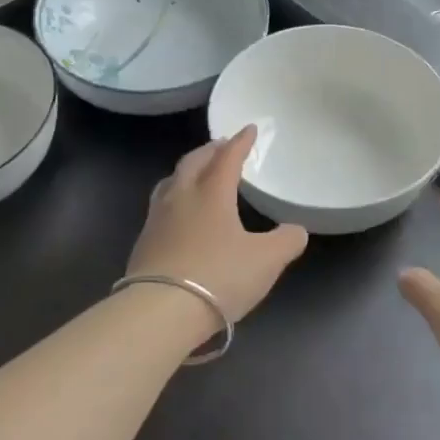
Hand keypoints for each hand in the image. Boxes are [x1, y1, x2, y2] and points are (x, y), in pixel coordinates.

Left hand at [127, 126, 308, 324]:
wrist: (160, 311)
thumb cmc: (218, 276)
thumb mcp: (266, 261)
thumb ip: (286, 241)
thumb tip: (295, 230)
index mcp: (212, 192)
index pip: (227, 158)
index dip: (240, 142)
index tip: (249, 129)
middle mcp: (181, 197)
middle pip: (193, 162)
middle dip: (210, 150)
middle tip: (222, 146)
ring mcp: (157, 219)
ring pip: (171, 182)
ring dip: (187, 172)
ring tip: (196, 173)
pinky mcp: (143, 242)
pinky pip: (160, 207)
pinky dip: (174, 198)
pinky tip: (179, 214)